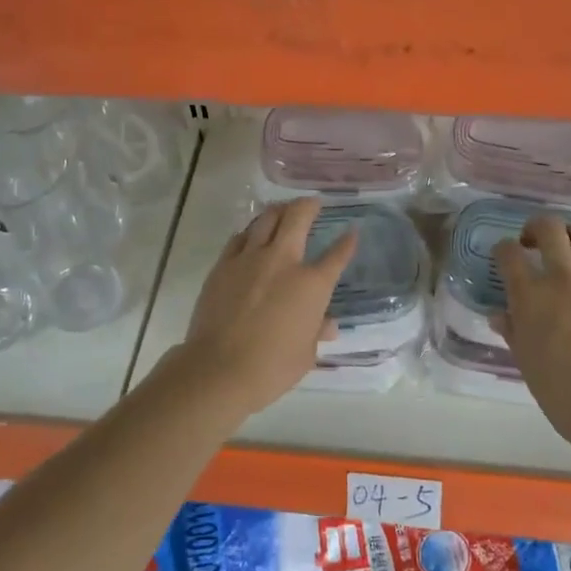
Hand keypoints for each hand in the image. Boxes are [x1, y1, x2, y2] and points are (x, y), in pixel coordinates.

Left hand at [170, 198, 357, 420]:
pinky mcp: (224, 264)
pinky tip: (252, 235)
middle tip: (313, 203)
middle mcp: (283, 261)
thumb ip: (316, 331)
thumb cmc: (271, 367)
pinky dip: (251, 232)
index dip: (347, 242)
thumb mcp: (305, 354)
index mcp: (311, 284)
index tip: (352, 232)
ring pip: (266, 219)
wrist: (218, 368)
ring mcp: (250, 258)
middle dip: (309, 205)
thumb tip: (328, 324)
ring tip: (283, 210)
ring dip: (279, 211)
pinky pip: (240, 237)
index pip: (336, 255)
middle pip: (298, 217)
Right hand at [492, 214, 570, 449]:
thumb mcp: (524, 362)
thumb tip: (499, 314)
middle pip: (549, 229)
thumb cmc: (560, 392)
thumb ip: (512, 330)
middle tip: (533, 241)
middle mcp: (564, 279)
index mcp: (531, 296)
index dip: (502, 249)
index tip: (504, 255)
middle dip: (536, 227)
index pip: (509, 254)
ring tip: (568, 250)